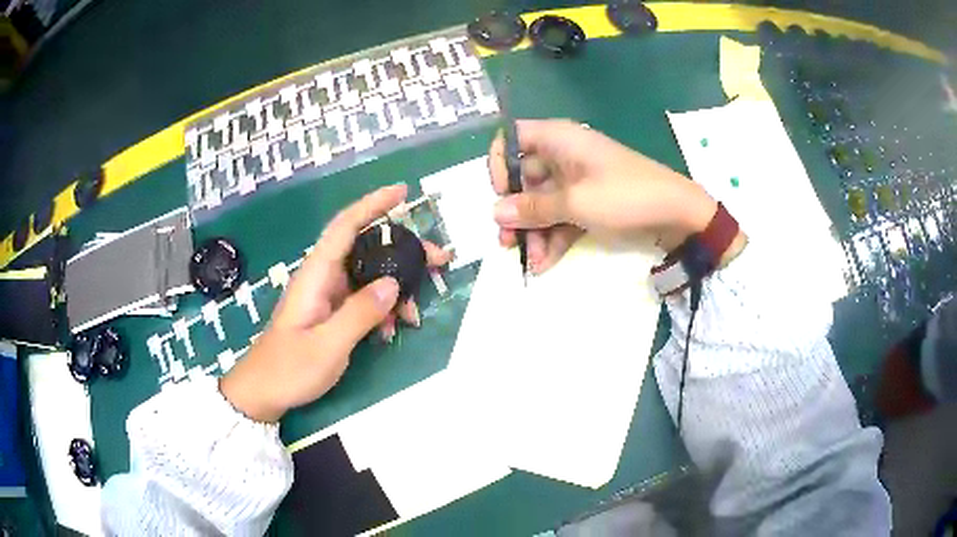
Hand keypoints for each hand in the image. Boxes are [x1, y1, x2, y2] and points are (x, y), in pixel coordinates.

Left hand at [220, 184, 451, 421]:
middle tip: (439, 260)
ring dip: (396, 288)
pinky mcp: (331, 313)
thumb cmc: (288, 368)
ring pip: (369, 277)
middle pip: (366, 248)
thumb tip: (393, 283)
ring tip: (415, 312)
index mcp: (316, 275)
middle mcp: (323, 278)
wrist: (262, 392)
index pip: (346, 226)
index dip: (373, 204)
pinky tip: (390, 331)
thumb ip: (360, 313)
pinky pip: (364, 300)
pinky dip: (382, 310)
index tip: (403, 192)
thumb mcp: (328, 345)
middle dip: (402, 250)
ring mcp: (327, 296)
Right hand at [488, 119, 717, 273]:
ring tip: (530, 261)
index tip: (499, 195)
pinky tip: (545, 264)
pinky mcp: (590, 201)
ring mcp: (577, 180)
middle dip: (516, 212)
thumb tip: (495, 213)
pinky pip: (562, 215)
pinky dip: (554, 237)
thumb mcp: (575, 203)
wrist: (678, 214)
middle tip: (507, 243)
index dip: (499, 165)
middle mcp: (563, 155)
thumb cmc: (625, 196)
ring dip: (534, 231)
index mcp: (558, 139)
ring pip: (543, 202)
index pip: (511, 139)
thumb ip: (532, 208)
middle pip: (524, 178)